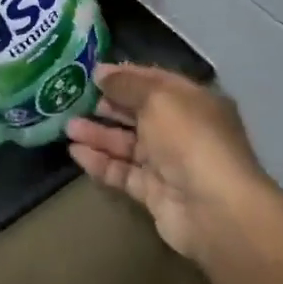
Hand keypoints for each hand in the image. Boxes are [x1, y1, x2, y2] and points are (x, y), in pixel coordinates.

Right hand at [67, 65, 269, 260]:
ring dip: (98, 134)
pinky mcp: (154, 192)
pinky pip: (123, 172)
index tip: (91, 73)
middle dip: (107, 105)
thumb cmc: (190, 139)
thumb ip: (126, 84)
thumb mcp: (157, 98)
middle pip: (139, 113)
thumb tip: (100, 73)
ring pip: (127, 144)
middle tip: (73, 99)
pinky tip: (75, 152)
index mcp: (193, 101)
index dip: (124, 76)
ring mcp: (169, 163)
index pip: (154, 81)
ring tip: (67, 127)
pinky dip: (100, 162)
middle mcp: (183, 130)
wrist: (214, 210)